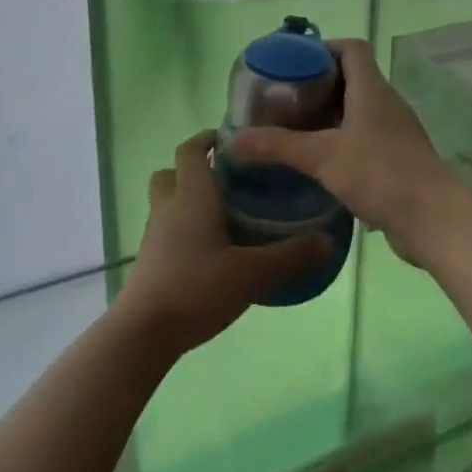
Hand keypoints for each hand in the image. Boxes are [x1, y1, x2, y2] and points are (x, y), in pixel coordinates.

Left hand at [113, 131, 333, 357]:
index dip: (207, 139)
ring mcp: (154, 236)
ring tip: (224, 217)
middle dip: (194, 169)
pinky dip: (184, 230)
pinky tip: (211, 252)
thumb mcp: (251, 273)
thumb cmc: (196, 288)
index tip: (232, 142)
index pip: (191, 150)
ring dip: (188, 200)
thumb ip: (290, 256)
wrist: (143, 333)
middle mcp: (168, 208)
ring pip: (167, 203)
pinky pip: (166, 231)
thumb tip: (328, 241)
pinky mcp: (150, 261)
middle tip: (228, 181)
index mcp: (192, 197)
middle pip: (172, 173)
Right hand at [230, 39, 460, 263]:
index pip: (352, 48)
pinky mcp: (399, 158)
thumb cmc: (380, 174)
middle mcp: (387, 103)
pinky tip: (322, 162)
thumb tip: (232, 140)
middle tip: (284, 100)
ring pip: (359, 110)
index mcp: (372, 89)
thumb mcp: (322, 157)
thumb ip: (277, 146)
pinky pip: (366, 137)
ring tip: (296, 129)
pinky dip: (343, 140)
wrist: (434, 218)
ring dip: (330, 115)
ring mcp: (396, 131)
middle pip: (352, 78)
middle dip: (318, 85)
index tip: (293, 64)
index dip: (323, 48)